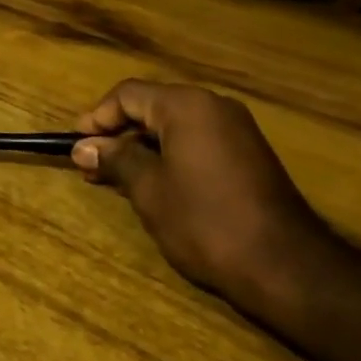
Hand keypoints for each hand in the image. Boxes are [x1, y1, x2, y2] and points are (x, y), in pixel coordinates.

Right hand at [72, 80, 323, 300]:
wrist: (285, 265)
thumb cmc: (205, 221)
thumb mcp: (149, 189)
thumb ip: (115, 159)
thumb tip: (84, 147)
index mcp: (187, 105)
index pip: (128, 94)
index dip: (97, 117)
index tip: (76, 145)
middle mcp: (214, 106)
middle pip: (152, 106)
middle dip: (118, 135)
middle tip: (91, 166)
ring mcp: (236, 129)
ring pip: (174, 126)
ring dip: (142, 148)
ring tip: (115, 179)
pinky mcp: (249, 154)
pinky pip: (197, 141)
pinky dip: (169, 156)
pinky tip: (153, 184)